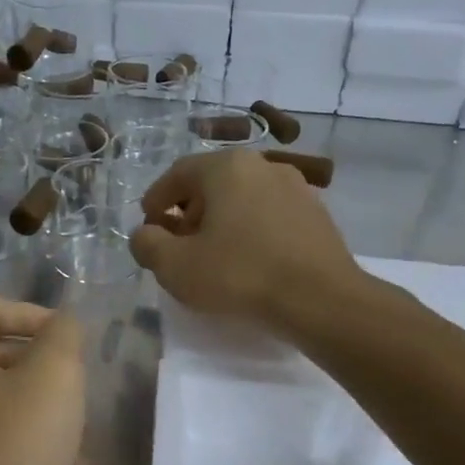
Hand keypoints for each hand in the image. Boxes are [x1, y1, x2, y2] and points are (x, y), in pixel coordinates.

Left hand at [0, 299, 86, 464]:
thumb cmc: (17, 442)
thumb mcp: (54, 374)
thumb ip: (63, 334)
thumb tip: (63, 322)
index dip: (34, 313)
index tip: (71, 337)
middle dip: (41, 362)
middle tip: (77, 381)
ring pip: (1, 399)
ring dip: (42, 405)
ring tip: (80, 428)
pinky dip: (30, 439)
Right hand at [130, 150, 363, 329]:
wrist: (320, 299)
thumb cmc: (239, 275)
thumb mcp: (175, 266)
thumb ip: (147, 245)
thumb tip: (144, 234)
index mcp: (225, 167)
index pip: (176, 174)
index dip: (156, 200)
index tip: (149, 227)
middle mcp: (262, 165)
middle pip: (211, 183)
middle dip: (188, 211)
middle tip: (178, 244)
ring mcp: (295, 186)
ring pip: (242, 197)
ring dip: (220, 220)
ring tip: (213, 254)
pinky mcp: (316, 213)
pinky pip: (269, 214)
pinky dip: (250, 229)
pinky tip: (248, 260)